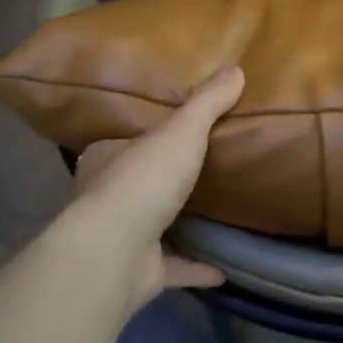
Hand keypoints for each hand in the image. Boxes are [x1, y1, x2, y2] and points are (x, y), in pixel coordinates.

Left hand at [65, 67, 245, 309]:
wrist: (115, 251)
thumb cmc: (143, 180)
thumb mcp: (181, 132)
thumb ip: (207, 104)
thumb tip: (236, 69)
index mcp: (106, 159)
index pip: (122, 144)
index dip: (143, 139)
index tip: (172, 138)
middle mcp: (105, 198)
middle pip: (135, 186)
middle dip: (159, 183)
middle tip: (197, 175)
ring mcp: (119, 239)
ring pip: (150, 229)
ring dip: (175, 227)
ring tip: (212, 220)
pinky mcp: (136, 272)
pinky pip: (170, 268)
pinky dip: (194, 268)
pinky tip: (222, 270)